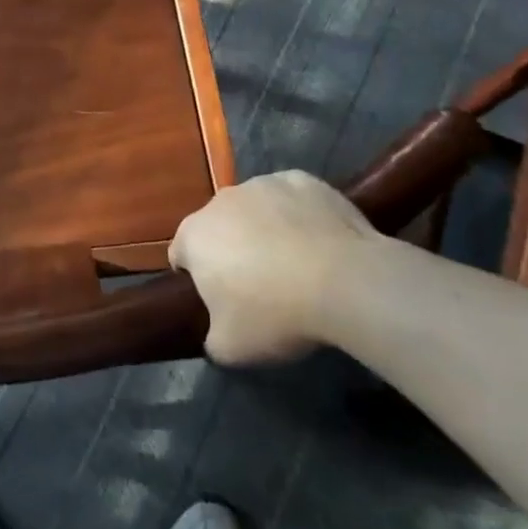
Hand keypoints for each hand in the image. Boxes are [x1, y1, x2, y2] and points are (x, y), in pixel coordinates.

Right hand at [170, 170, 382, 365]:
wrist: (346, 282)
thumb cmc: (276, 314)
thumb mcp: (230, 348)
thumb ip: (211, 337)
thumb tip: (217, 331)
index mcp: (194, 235)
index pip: (181, 255)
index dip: (198, 279)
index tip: (222, 302)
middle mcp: (220, 201)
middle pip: (218, 227)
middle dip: (231, 250)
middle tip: (260, 286)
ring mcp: (262, 184)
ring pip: (255, 209)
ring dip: (264, 230)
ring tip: (296, 264)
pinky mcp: (302, 180)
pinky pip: (291, 199)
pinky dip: (298, 215)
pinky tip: (319, 243)